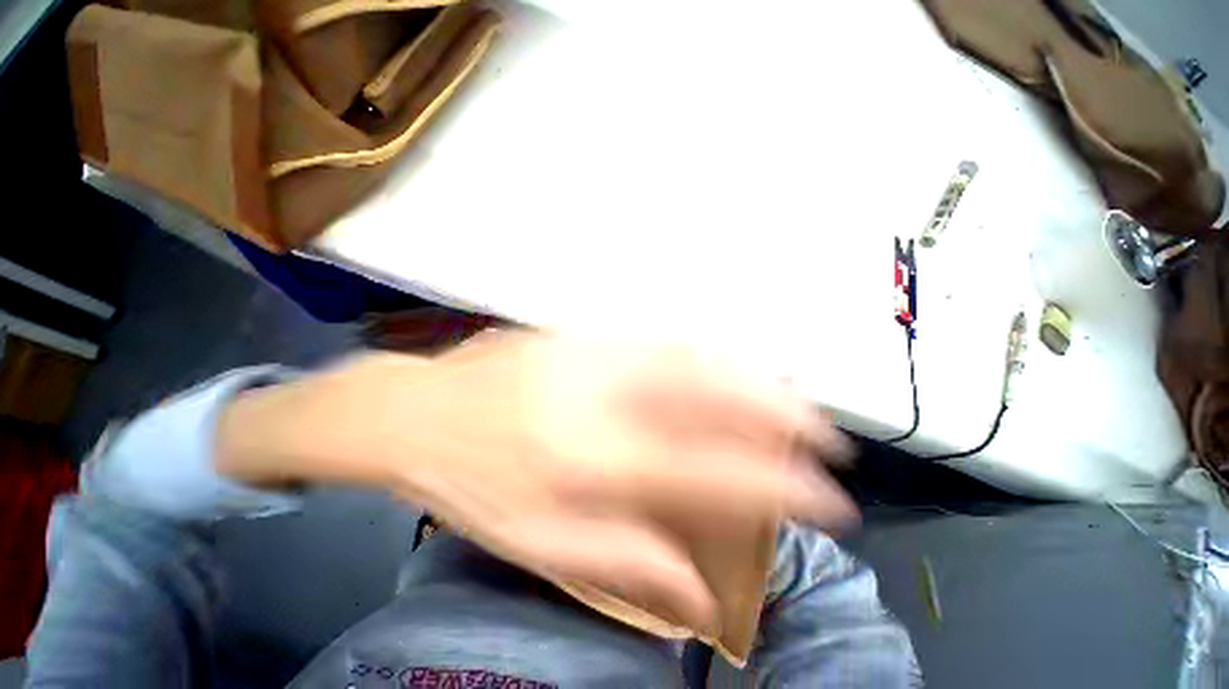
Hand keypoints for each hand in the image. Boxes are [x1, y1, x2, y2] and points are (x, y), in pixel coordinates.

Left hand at [215, 330, 855, 633]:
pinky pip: (659, 339)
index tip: (828, 498)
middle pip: (710, 400)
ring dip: (750, 378)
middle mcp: (604, 398)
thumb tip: (695, 592)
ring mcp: (595, 355)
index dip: (777, 483)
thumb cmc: (470, 481)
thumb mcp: (534, 542)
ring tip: (794, 397)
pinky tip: (729, 362)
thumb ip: (621, 561)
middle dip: (779, 418)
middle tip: (826, 438)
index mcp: (592, 459)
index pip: (710, 471)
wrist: (416, 410)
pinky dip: (706, 351)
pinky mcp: (584, 334)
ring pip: (693, 360)